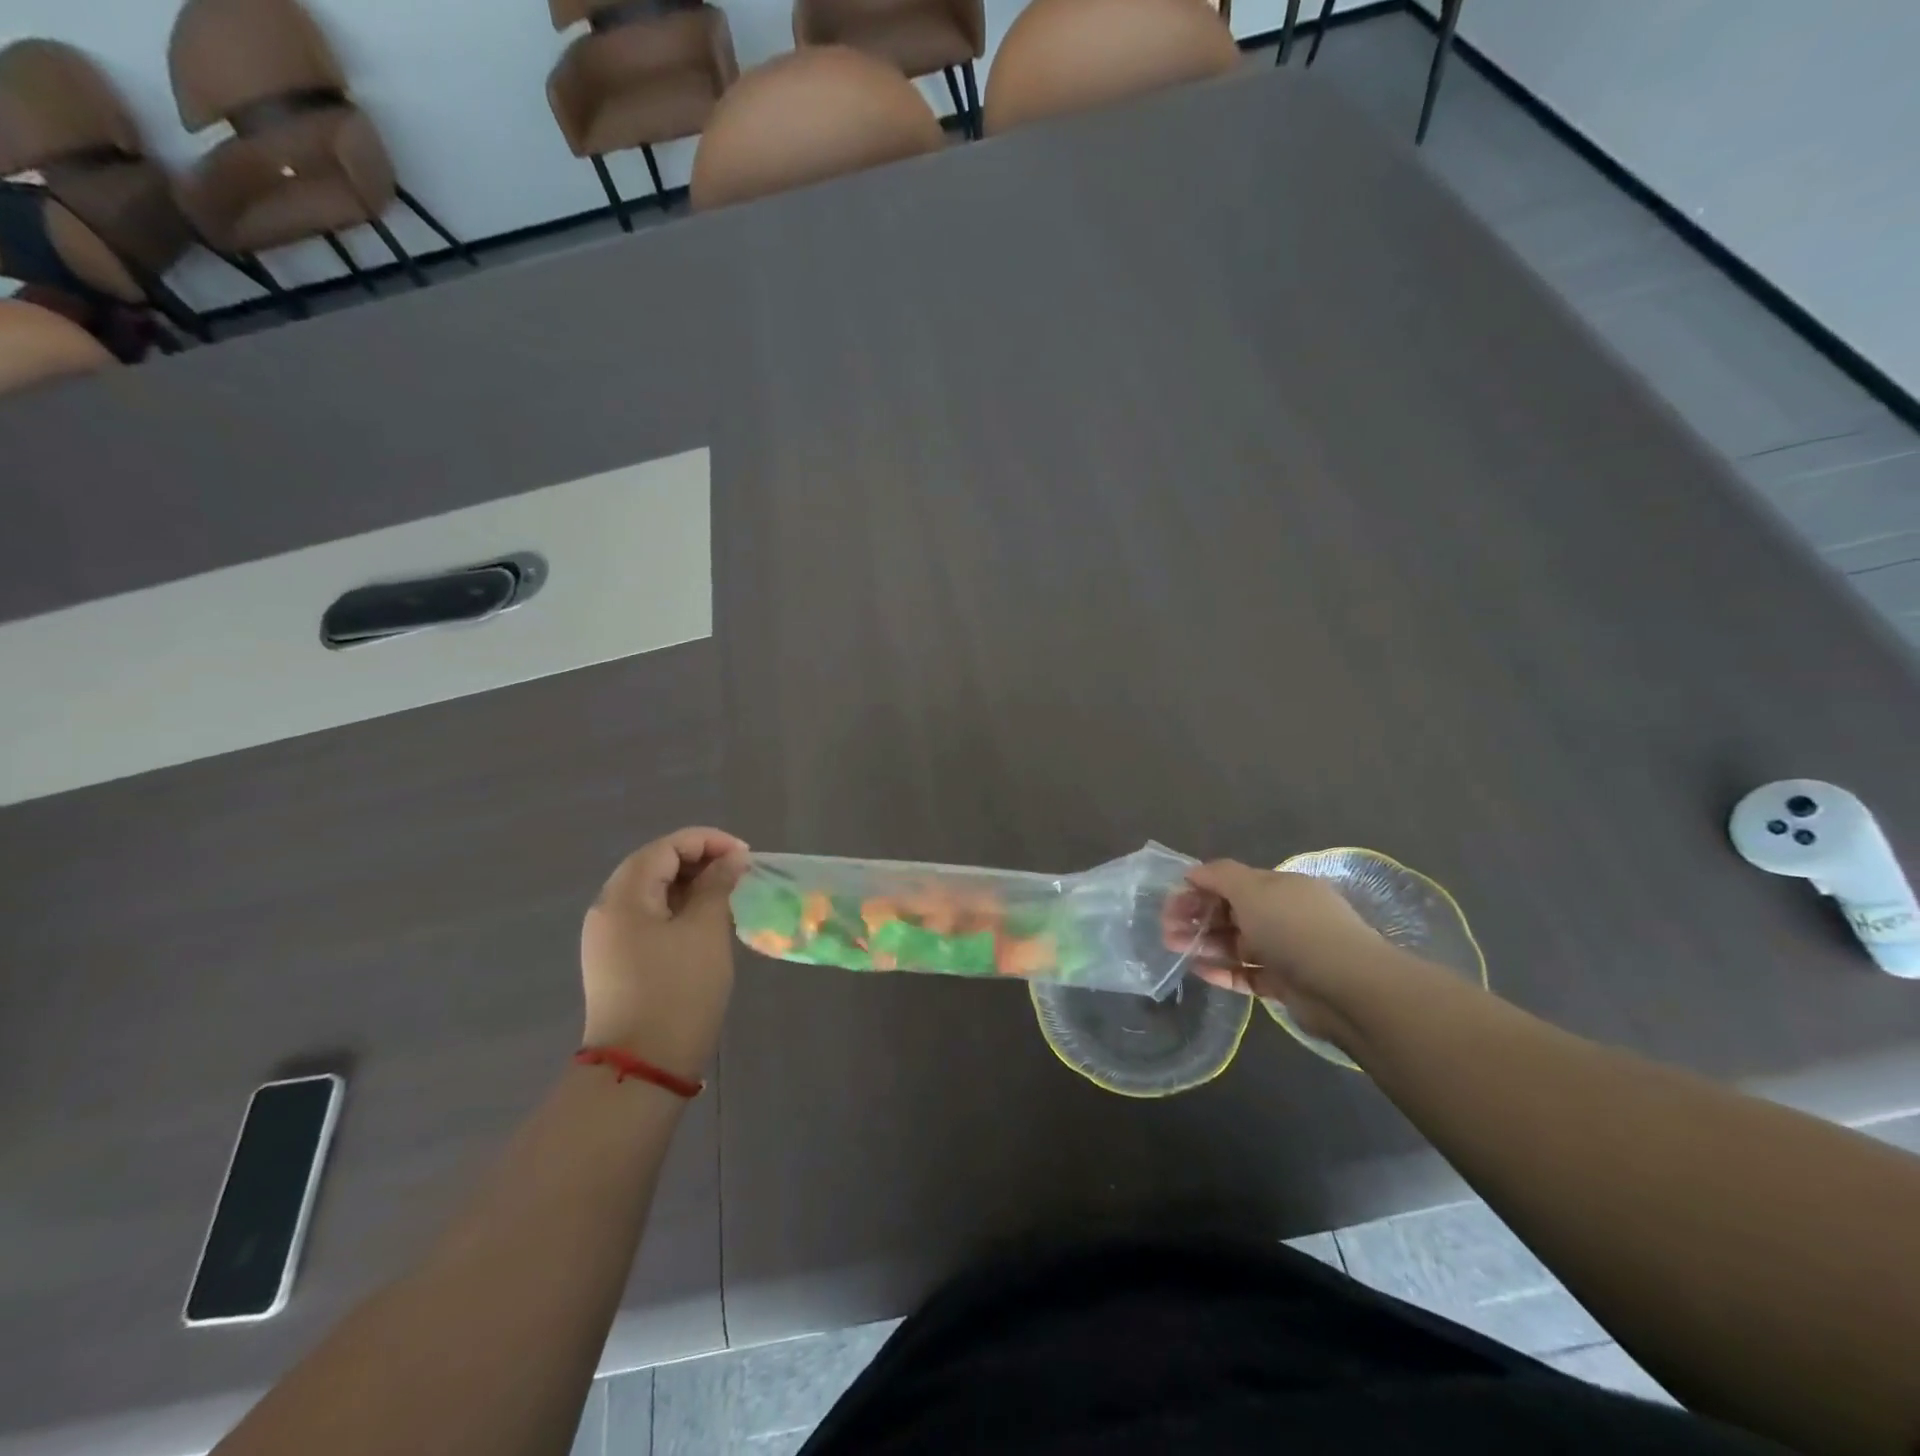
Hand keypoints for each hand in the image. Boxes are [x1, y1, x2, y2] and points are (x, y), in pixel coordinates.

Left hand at [580, 827, 750, 1079]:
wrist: (642, 1067)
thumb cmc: (679, 991)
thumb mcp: (706, 931)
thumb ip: (718, 885)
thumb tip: (731, 858)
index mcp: (623, 895)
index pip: (666, 847)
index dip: (708, 842)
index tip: (746, 857)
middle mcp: (607, 909)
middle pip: (654, 865)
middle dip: (699, 861)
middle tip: (739, 874)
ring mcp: (608, 938)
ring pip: (651, 892)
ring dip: (690, 886)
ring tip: (728, 897)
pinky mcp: (616, 961)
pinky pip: (648, 918)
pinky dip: (678, 910)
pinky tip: (705, 924)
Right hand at [1165, 860, 1400, 1048]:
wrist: (1346, 987)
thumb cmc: (1293, 927)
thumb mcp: (1252, 889)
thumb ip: (1219, 875)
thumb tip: (1193, 871)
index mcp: (1280, 888)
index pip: (1233, 883)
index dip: (1200, 889)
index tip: (1170, 902)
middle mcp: (1284, 915)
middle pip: (1232, 913)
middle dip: (1197, 918)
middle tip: (1165, 929)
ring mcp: (1287, 952)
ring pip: (1237, 945)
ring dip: (1204, 944)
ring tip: (1173, 949)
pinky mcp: (1287, 985)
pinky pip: (1248, 975)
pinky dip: (1223, 972)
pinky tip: (1198, 971)